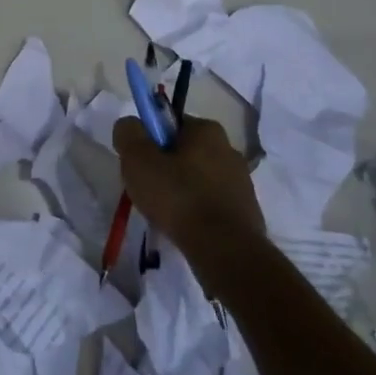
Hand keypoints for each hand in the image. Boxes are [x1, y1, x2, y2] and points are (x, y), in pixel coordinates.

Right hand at [113, 115, 266, 263]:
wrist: (225, 249)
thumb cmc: (179, 197)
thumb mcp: (138, 159)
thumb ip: (128, 133)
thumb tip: (129, 126)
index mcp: (207, 130)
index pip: (169, 125)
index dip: (149, 142)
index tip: (140, 165)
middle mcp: (229, 148)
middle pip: (184, 152)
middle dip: (165, 168)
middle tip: (148, 190)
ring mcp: (241, 181)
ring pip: (198, 179)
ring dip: (181, 191)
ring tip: (166, 214)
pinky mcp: (246, 210)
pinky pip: (211, 203)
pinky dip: (197, 211)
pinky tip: (186, 227)